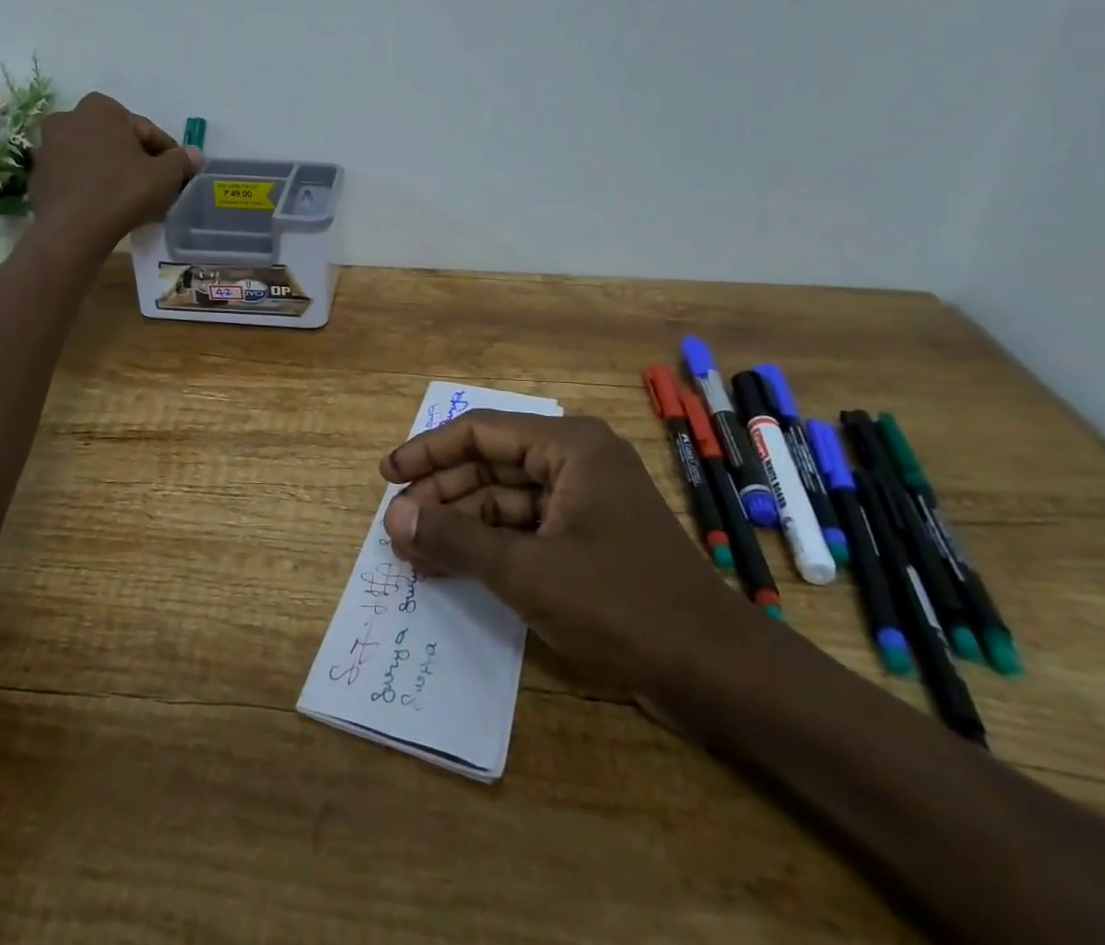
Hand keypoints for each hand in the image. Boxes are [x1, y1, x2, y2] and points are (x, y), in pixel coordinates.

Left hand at [27, 93, 199, 248]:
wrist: (73, 231)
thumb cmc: (122, 191)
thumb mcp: (164, 176)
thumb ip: (181, 160)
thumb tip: (194, 154)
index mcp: (100, 108)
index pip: (145, 130)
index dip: (166, 153)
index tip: (177, 173)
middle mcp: (68, 118)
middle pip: (116, 140)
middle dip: (136, 159)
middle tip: (155, 186)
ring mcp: (48, 147)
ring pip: (94, 158)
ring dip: (112, 172)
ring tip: (132, 199)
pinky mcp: (38, 176)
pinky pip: (75, 177)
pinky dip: (91, 186)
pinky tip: (107, 207)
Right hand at [379, 412, 754, 698]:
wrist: (716, 673)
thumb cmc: (621, 603)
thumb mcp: (527, 570)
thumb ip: (455, 538)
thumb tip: (395, 518)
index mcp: (569, 445)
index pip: (481, 432)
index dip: (428, 450)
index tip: (387, 475)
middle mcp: (575, 461)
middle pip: (490, 464)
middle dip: (442, 494)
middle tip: (398, 526)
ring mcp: (583, 501)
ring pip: (504, 499)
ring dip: (460, 523)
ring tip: (414, 550)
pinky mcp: (587, 539)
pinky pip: (525, 528)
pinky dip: (488, 545)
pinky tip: (452, 565)